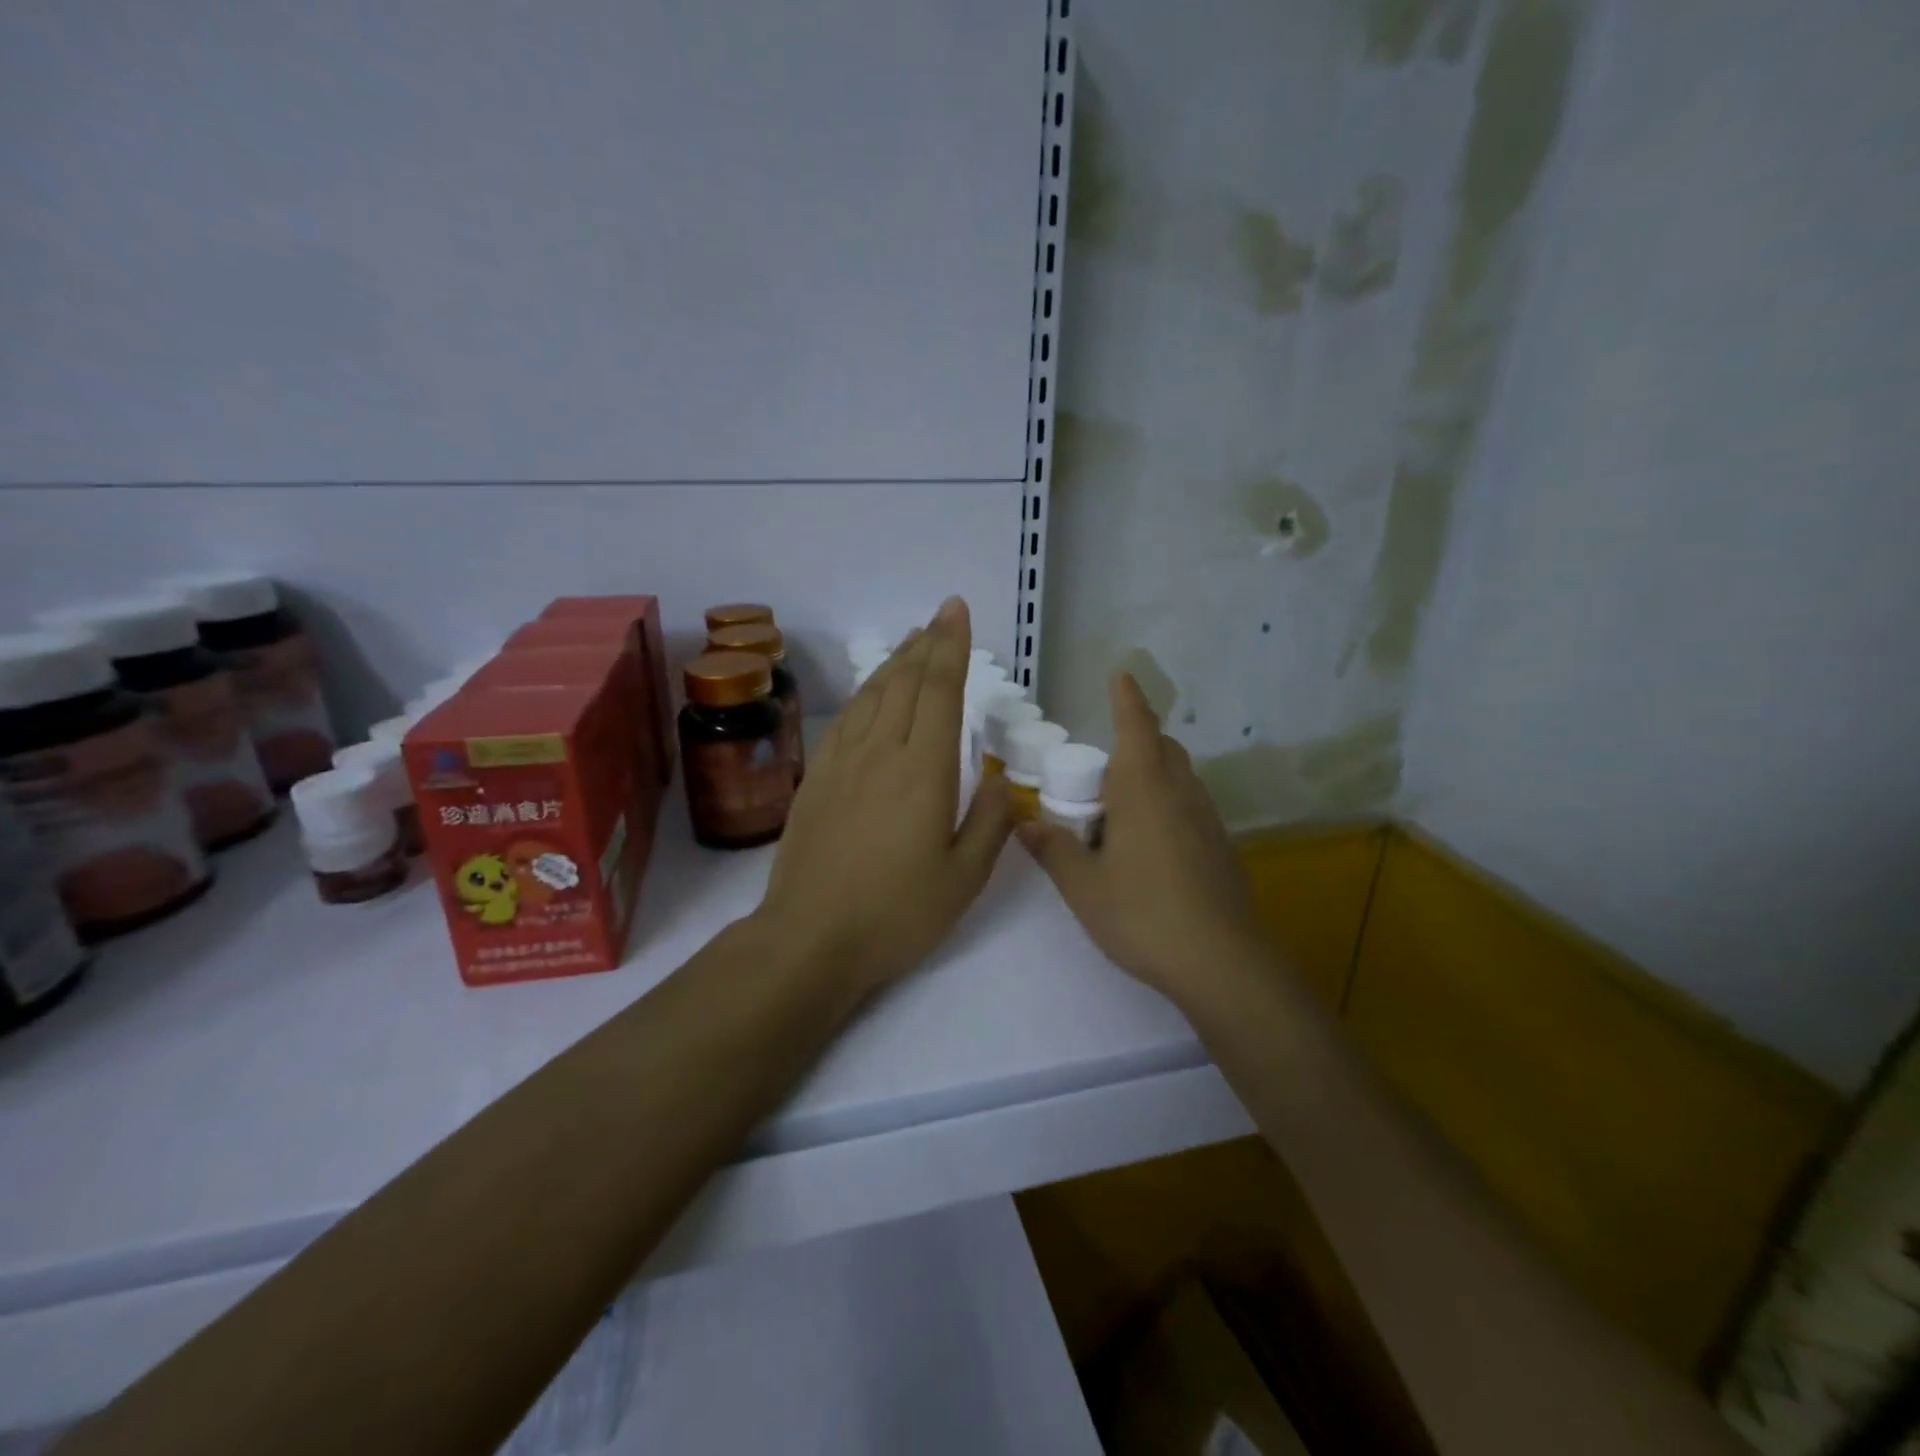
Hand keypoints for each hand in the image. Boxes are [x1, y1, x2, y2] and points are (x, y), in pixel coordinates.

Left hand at [753, 597, 1012, 996]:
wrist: (810, 937)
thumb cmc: (897, 913)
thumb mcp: (965, 879)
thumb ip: (991, 823)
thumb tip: (998, 779)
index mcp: (924, 771)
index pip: (941, 691)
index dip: (951, 647)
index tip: (958, 613)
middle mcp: (882, 752)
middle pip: (906, 682)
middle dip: (928, 643)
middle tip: (942, 615)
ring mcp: (843, 762)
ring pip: (873, 694)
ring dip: (896, 661)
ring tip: (913, 639)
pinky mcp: (818, 777)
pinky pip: (846, 719)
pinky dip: (865, 692)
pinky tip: (872, 690)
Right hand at [1017, 673, 1268, 1005]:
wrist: (1222, 962)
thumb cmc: (1143, 913)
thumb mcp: (1083, 886)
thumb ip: (1052, 848)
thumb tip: (1024, 823)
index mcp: (1144, 788)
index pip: (1136, 725)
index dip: (1126, 698)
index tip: (1120, 675)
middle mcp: (1181, 792)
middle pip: (1162, 748)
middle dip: (1136, 740)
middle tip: (1100, 770)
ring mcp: (1207, 820)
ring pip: (1180, 777)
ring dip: (1152, 775)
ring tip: (1118, 811)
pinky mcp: (1221, 847)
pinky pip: (1190, 806)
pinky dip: (1167, 805)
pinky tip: (1148, 846)